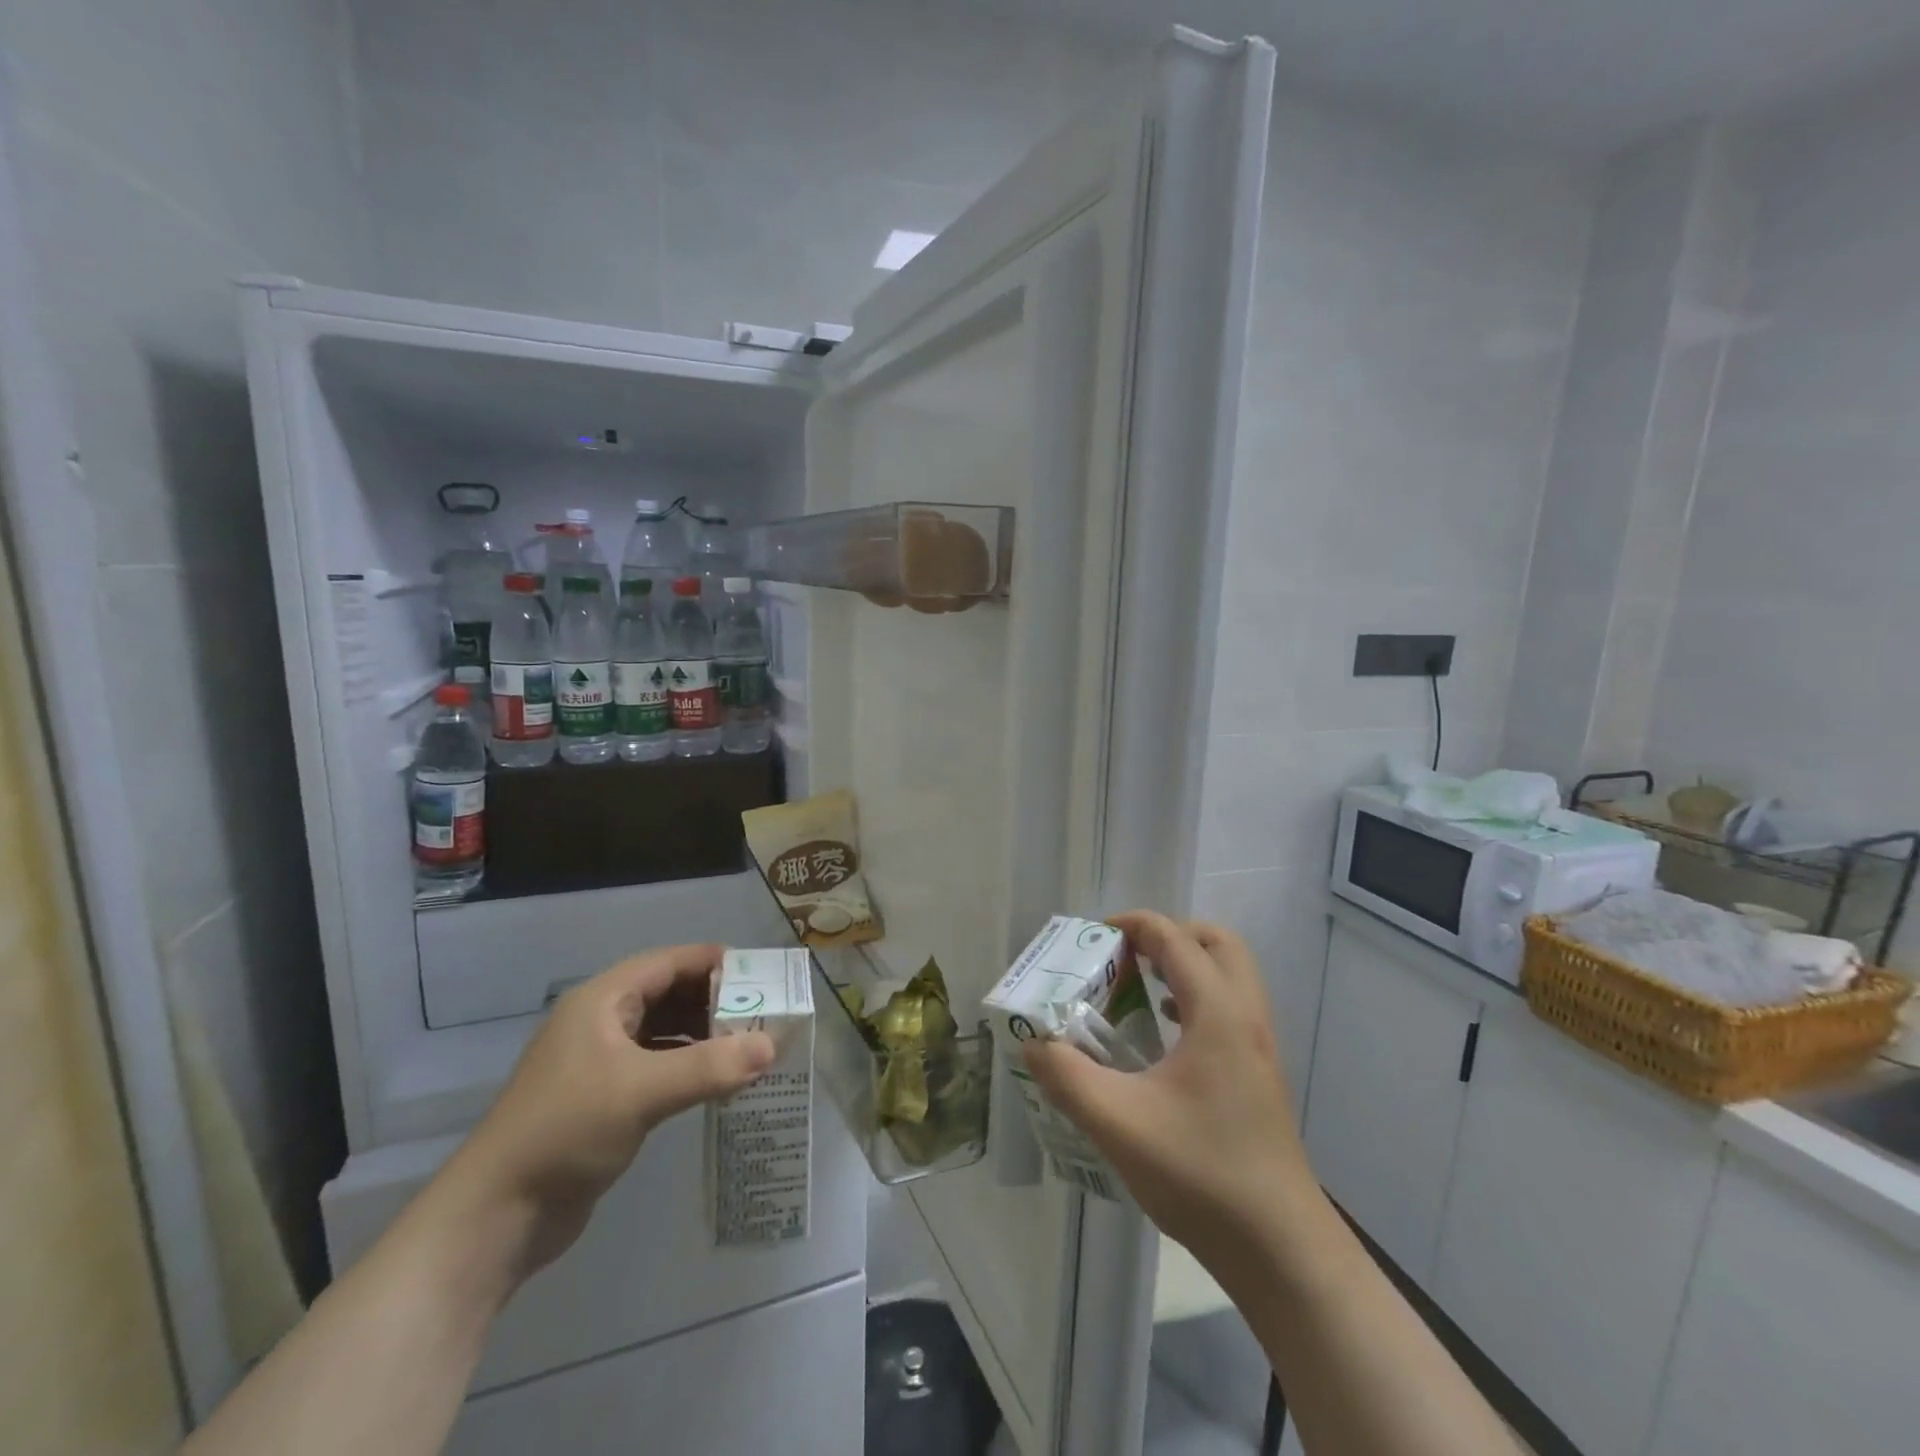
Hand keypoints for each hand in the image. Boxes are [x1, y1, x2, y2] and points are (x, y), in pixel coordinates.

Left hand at [437, 944, 774, 1282]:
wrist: (495, 1217)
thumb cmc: (565, 1131)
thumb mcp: (642, 1092)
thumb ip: (709, 1067)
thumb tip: (772, 1046)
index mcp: (602, 1001)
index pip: (668, 962)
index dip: (713, 962)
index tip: (761, 973)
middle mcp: (601, 1021)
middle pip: (669, 993)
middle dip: (715, 1001)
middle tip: (764, 1013)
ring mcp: (600, 1061)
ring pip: (664, 1031)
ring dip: (704, 1036)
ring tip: (750, 1046)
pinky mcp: (604, 1098)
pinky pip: (657, 1066)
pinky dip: (689, 1066)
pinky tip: (718, 1082)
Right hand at [1022, 911, 1314, 1260]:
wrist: (1281, 1251)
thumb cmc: (1201, 1174)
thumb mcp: (1119, 1124)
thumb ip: (1067, 1078)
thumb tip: (1034, 1043)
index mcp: (1218, 1013)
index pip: (1174, 938)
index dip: (1132, 925)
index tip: (1092, 938)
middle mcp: (1246, 1017)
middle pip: (1216, 943)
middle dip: (1169, 935)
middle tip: (1125, 955)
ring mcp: (1260, 1047)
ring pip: (1229, 976)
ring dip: (1185, 966)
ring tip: (1137, 988)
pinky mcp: (1260, 1075)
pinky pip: (1230, 1009)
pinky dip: (1196, 1000)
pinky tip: (1164, 1037)